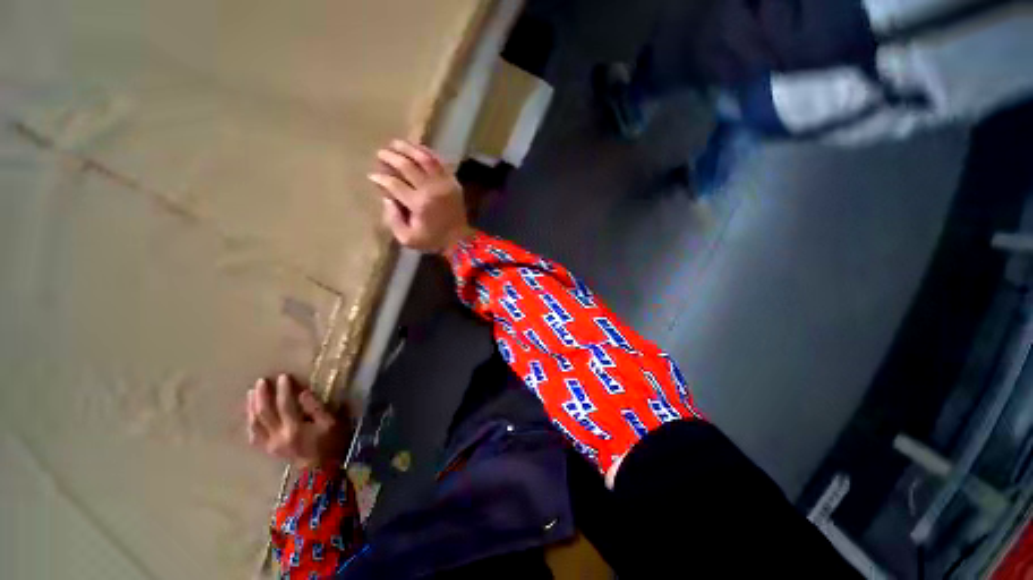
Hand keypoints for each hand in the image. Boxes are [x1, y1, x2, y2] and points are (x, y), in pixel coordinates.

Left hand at [246, 374, 348, 468]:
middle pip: (264, 413)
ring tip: (252, 392)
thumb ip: (316, 408)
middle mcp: (277, 437)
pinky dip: (250, 423)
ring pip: (254, 423)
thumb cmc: (330, 443)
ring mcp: (269, 445)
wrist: (321, 469)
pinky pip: (253, 435)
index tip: (283, 376)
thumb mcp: (330, 423)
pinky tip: (250, 413)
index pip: (285, 405)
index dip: (283, 390)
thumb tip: (303, 392)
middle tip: (261, 381)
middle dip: (262, 396)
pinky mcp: (267, 449)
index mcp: (294, 429)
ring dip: (251, 406)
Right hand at [368, 139, 473, 254]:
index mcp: (418, 204)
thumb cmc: (432, 240)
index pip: (394, 184)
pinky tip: (417, 149)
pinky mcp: (453, 181)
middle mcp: (431, 189)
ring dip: (408, 148)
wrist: (460, 239)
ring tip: (395, 143)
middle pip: (407, 166)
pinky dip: (427, 153)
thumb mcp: (407, 238)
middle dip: (390, 157)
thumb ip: (393, 219)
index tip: (373, 176)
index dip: (381, 178)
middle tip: (380, 153)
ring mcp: (444, 183)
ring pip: (424, 158)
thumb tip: (387, 198)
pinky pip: (440, 162)